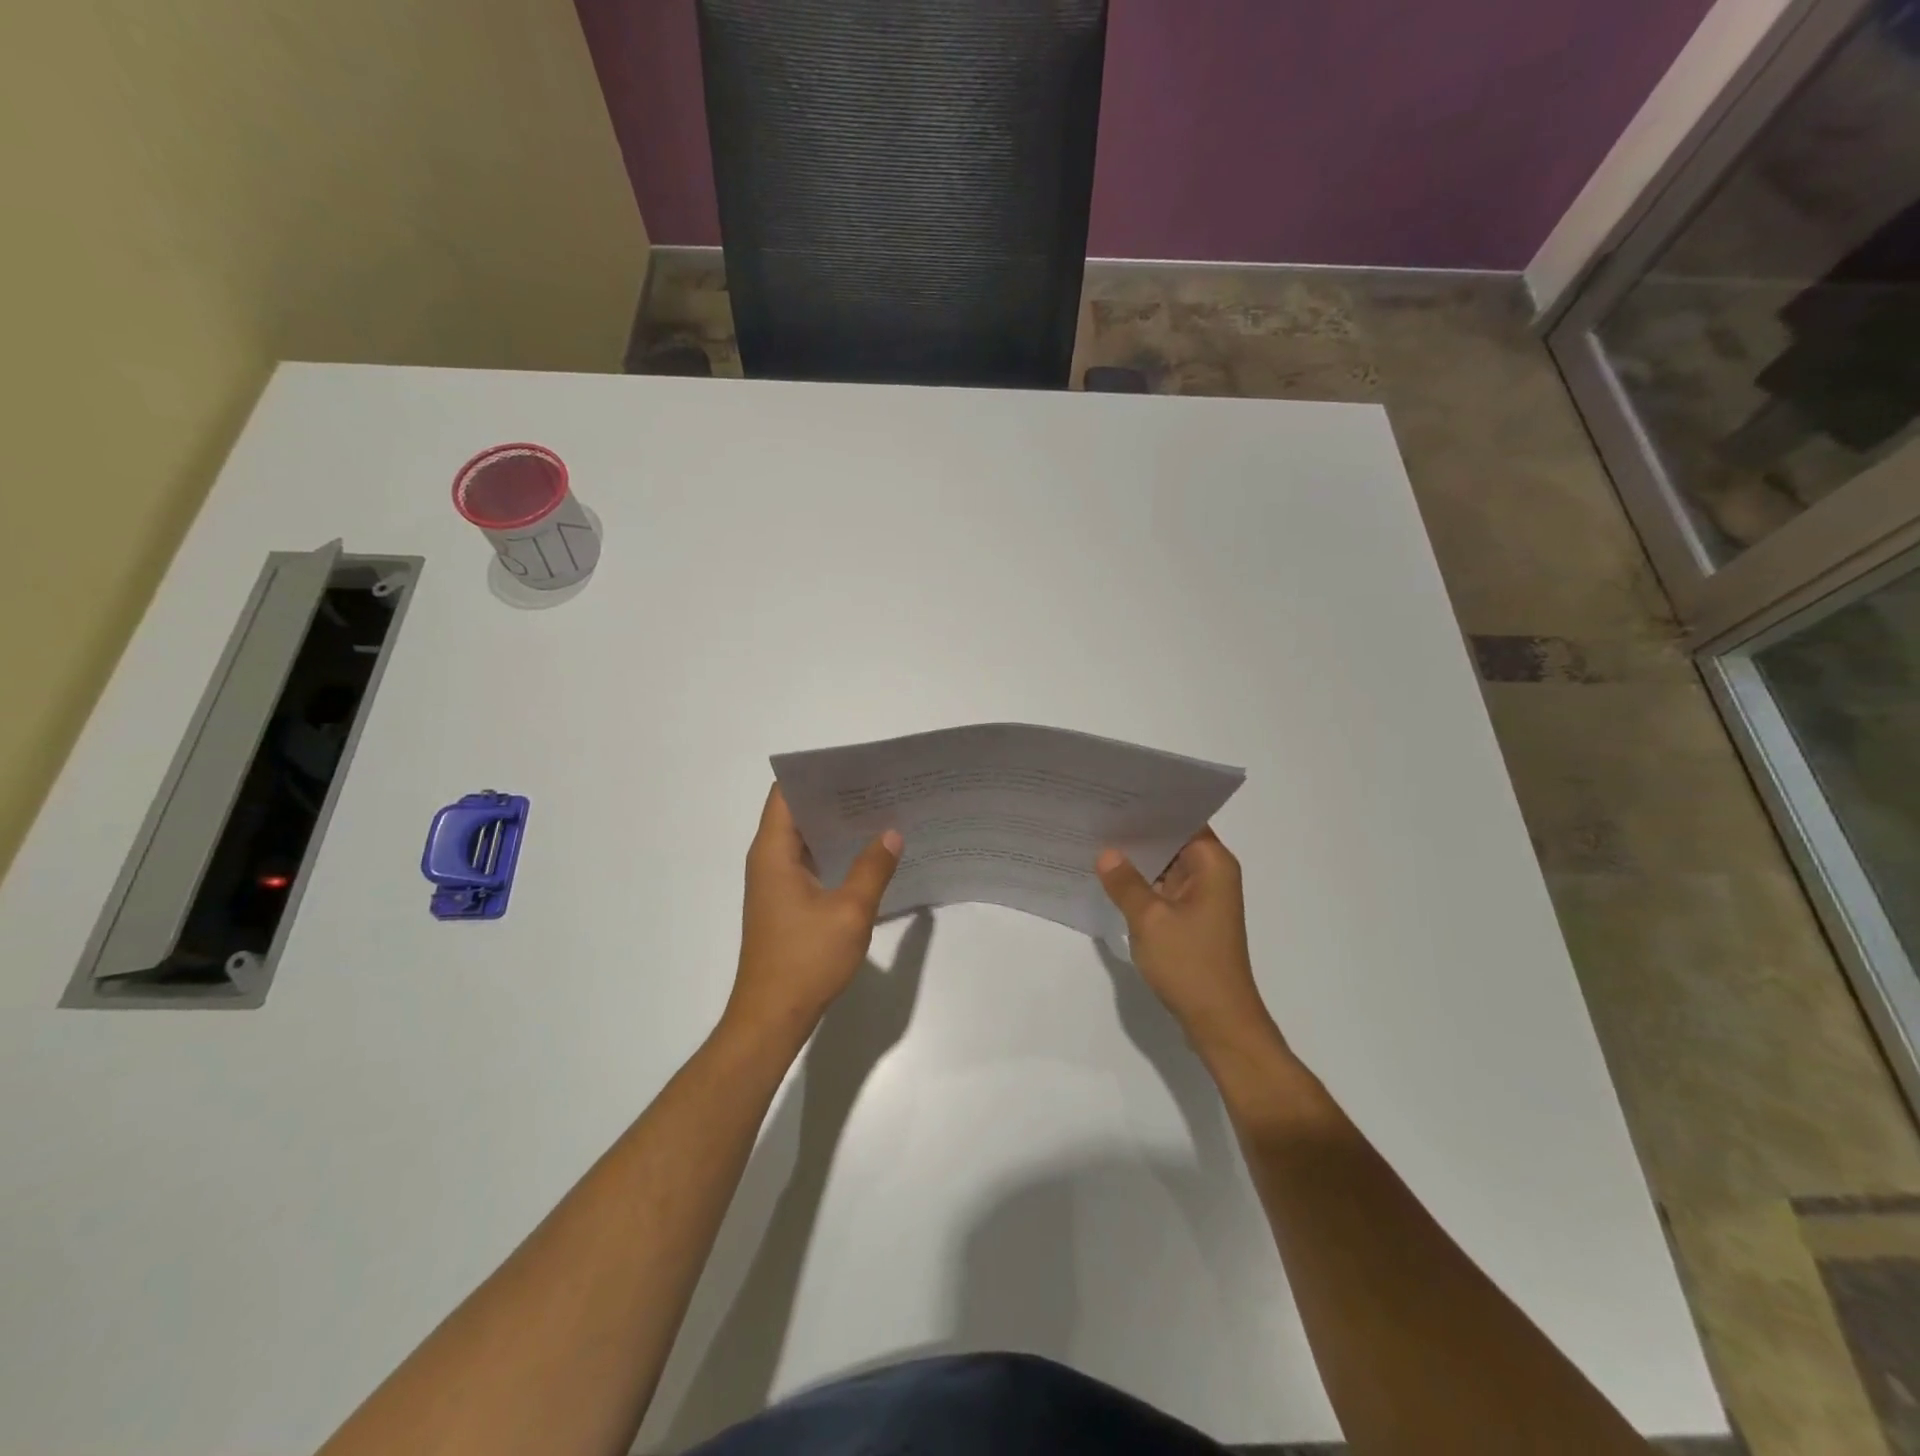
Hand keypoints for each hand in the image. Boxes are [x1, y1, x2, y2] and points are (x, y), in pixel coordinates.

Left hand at [726, 785, 902, 1046]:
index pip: (786, 793)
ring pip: (805, 839)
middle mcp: (768, 860)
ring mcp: (775, 883)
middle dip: (834, 798)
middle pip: (797, 812)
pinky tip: (868, 855)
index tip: (854, 766)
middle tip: (878, 787)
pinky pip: (810, 863)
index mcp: (774, 852)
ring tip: (879, 813)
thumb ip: (872, 868)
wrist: (772, 1017)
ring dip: (836, 827)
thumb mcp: (850, 911)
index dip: (815, 775)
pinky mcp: (785, 903)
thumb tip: (891, 833)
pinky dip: (834, 853)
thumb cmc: (805, 960)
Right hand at [1096, 829, 1279, 1058]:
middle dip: (1139, 832)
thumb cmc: (1190, 964)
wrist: (1219, 1021)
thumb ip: (1125, 883)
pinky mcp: (1193, 920)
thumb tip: (1106, 853)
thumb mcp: (1149, 919)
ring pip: (1167, 866)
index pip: (1183, 819)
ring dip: (1139, 860)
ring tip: (1096, 841)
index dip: (1152, 807)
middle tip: (1096, 815)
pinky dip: (1143, 884)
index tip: (1116, 796)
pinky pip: (1164, 889)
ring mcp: (1203, 899)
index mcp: (1212, 864)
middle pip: (1174, 841)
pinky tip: (1111, 879)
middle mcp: (1213, 875)